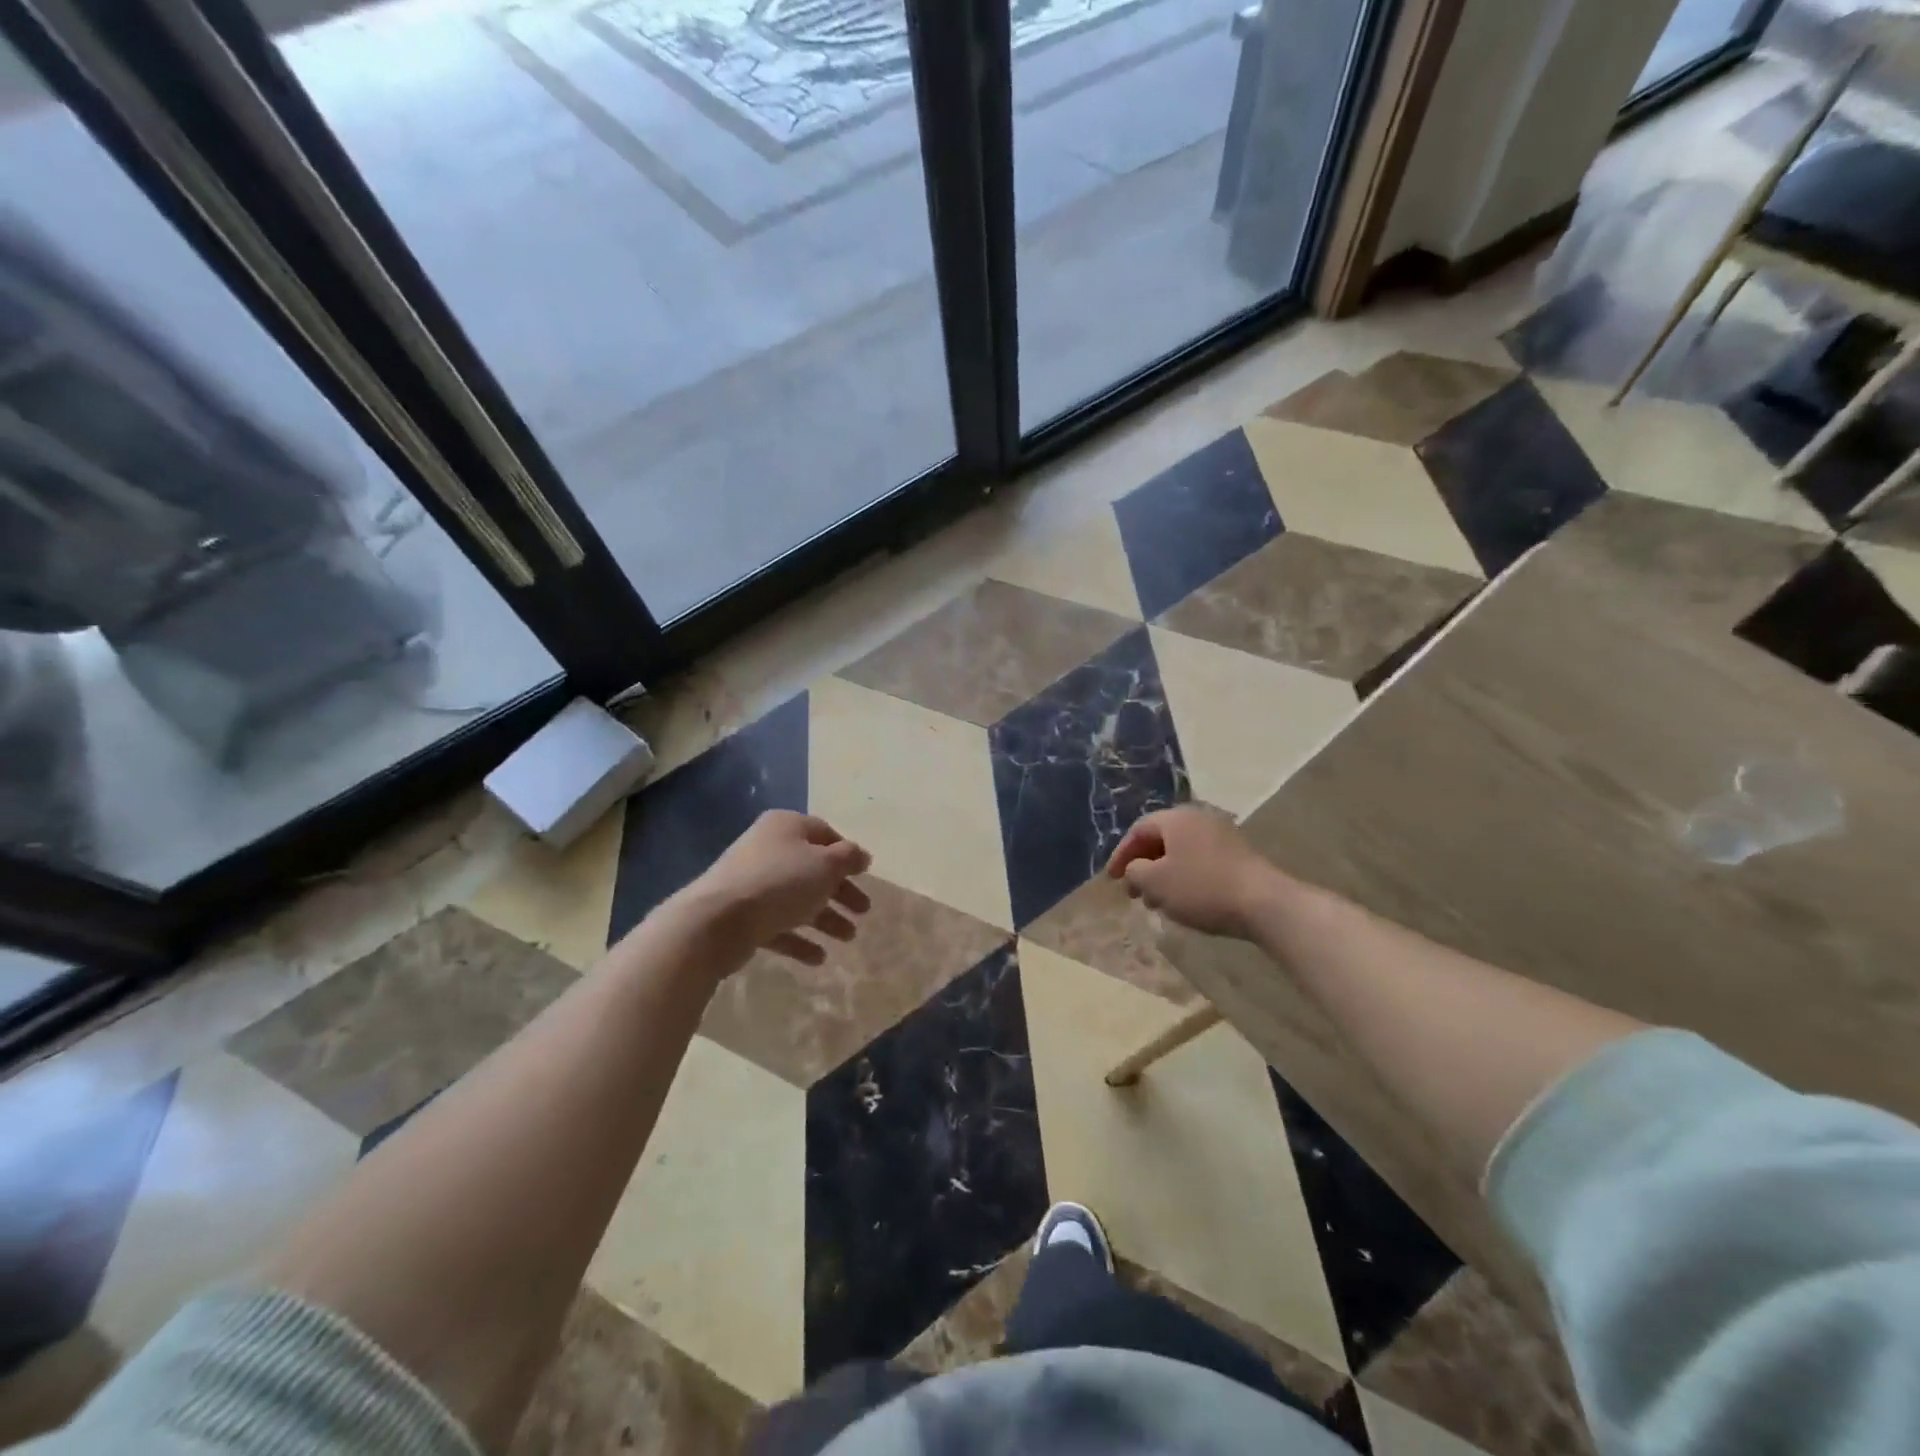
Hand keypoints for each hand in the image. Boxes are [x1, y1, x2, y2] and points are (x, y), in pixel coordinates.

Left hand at [678, 811, 872, 964]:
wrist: (718, 921)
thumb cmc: (780, 882)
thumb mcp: (826, 865)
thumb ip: (848, 858)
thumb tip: (861, 855)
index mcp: (786, 826)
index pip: (824, 833)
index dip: (847, 853)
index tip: (865, 875)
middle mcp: (768, 849)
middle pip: (813, 869)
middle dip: (840, 891)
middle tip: (863, 911)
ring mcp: (752, 883)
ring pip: (798, 899)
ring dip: (825, 918)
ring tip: (848, 938)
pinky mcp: (742, 916)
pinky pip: (778, 925)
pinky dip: (799, 939)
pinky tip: (818, 957)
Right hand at [1105, 806, 1275, 940]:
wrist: (1264, 903)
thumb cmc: (1201, 888)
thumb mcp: (1156, 882)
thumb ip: (1135, 871)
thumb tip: (1135, 869)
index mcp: (1176, 818)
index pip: (1138, 830)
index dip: (1121, 854)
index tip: (1111, 879)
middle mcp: (1199, 818)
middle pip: (1161, 839)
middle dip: (1142, 865)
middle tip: (1133, 891)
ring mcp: (1222, 835)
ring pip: (1181, 852)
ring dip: (1163, 874)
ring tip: (1156, 902)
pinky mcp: (1238, 855)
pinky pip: (1200, 861)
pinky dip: (1184, 877)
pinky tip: (1184, 901)